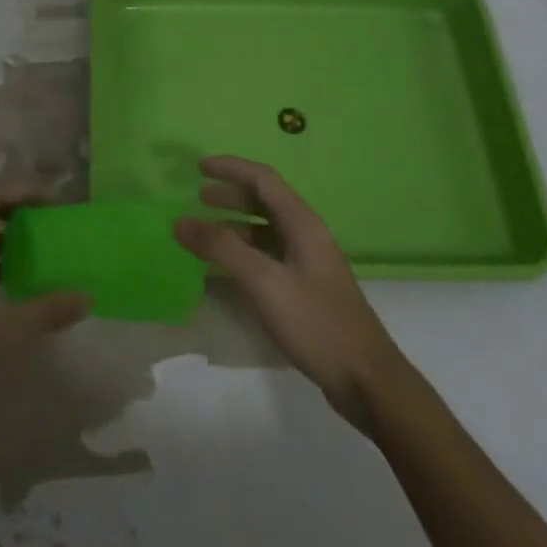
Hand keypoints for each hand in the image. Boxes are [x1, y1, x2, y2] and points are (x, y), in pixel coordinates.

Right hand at [175, 156, 406, 429]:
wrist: (366, 380)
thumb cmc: (316, 323)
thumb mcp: (264, 282)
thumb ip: (221, 248)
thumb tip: (180, 221)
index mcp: (302, 224)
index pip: (263, 179)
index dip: (230, 168)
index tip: (198, 167)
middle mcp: (307, 236)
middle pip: (265, 201)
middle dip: (230, 195)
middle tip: (198, 198)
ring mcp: (308, 264)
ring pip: (265, 231)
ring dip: (234, 225)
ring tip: (204, 232)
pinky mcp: (306, 289)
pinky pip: (268, 257)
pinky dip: (242, 254)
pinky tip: (223, 272)